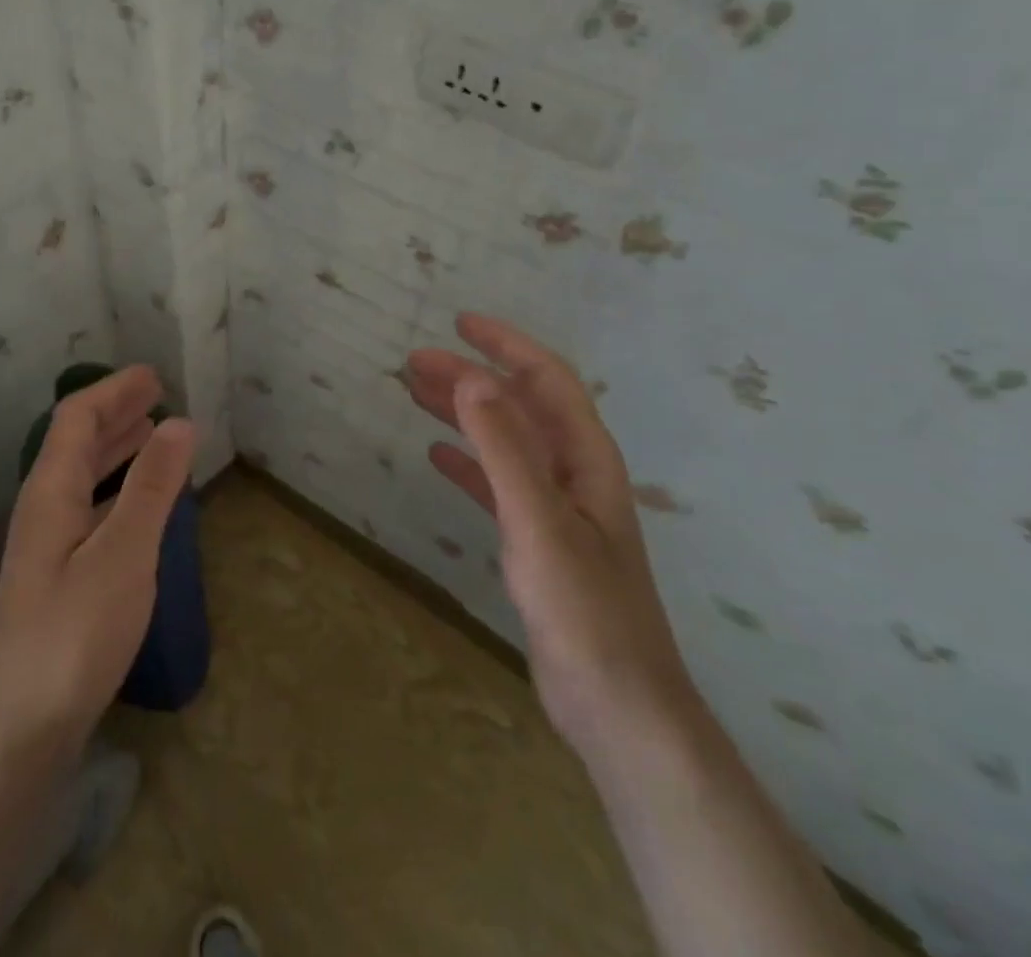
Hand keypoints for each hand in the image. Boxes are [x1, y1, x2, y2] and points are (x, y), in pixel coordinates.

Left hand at [0, 366, 195, 755]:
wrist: (22, 728)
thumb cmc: (75, 633)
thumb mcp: (124, 553)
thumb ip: (151, 486)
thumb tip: (179, 422)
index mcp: (51, 491)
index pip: (77, 419)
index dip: (113, 391)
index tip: (153, 375)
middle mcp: (43, 508)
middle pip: (76, 442)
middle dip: (116, 413)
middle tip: (157, 395)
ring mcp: (48, 544)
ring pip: (83, 476)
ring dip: (116, 448)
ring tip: (152, 433)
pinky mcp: (58, 576)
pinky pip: (90, 507)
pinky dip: (118, 487)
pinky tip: (139, 503)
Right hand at [407, 314, 693, 743]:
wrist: (616, 707)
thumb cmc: (584, 610)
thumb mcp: (539, 522)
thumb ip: (505, 448)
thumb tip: (471, 378)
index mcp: (585, 458)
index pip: (547, 380)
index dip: (506, 345)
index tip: (460, 323)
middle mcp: (573, 473)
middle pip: (519, 406)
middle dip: (470, 377)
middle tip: (414, 363)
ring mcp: (555, 508)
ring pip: (504, 441)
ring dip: (463, 413)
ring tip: (415, 395)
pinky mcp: (536, 541)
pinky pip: (496, 483)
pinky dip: (467, 462)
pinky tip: (435, 455)